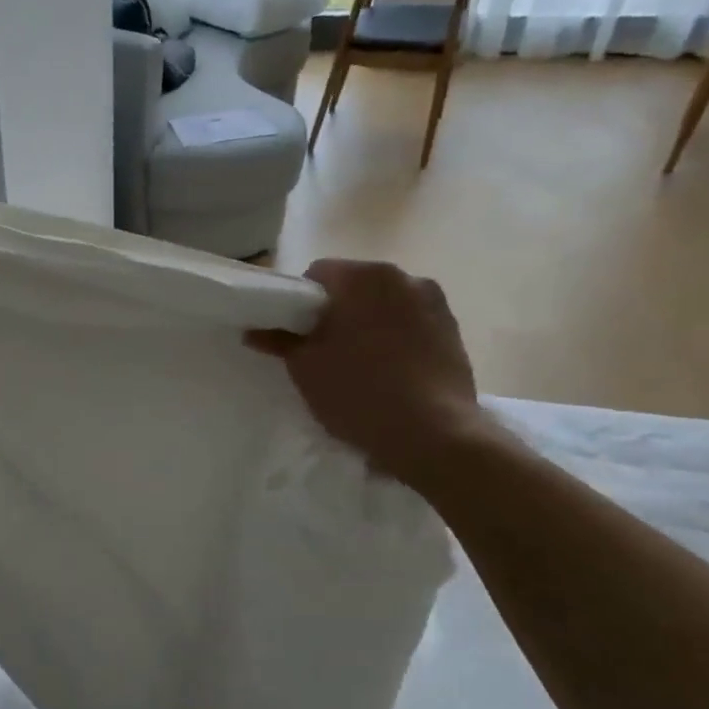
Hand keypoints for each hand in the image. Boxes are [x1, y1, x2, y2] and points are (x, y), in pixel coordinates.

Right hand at [248, 259, 487, 488]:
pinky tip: (389, 372)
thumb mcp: (305, 368)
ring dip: (368, 323)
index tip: (295, 332)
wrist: (432, 434)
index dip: (300, 301)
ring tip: (359, 363)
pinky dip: (396, 338)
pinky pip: (411, 323)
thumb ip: (279, 341)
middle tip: (322, 349)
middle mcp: (404, 277)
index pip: (318, 273)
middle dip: (337, 311)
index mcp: (363, 277)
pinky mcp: (454, 330)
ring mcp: (435, 302)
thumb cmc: (358, 392)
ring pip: (385, 305)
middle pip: (355, 286)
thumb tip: (254, 331)